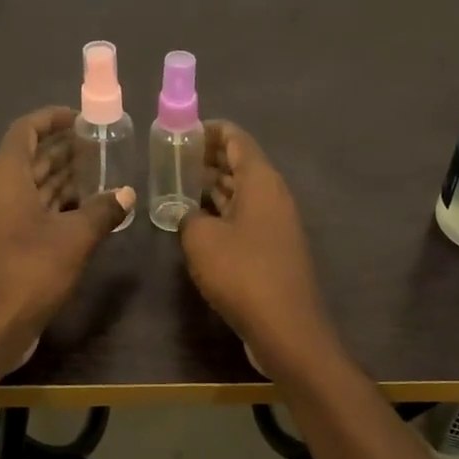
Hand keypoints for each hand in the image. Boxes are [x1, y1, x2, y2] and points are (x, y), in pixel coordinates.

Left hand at [0, 107, 133, 378]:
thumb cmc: (28, 274)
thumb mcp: (74, 239)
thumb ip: (102, 211)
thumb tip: (126, 193)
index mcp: (5, 179)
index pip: (25, 131)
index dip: (51, 119)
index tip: (81, 118)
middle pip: (29, 158)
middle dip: (62, 149)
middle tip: (100, 147)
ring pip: (30, 187)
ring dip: (61, 178)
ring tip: (98, 174)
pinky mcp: (0, 246)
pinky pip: (29, 212)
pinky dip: (54, 205)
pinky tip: (83, 213)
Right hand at [178, 121, 335, 367]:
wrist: (286, 328)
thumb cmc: (243, 274)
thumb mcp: (202, 240)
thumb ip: (188, 216)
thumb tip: (187, 214)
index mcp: (261, 181)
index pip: (236, 138)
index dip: (209, 130)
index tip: (181, 130)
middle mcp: (273, 196)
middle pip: (240, 164)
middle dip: (207, 157)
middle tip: (172, 157)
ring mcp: (275, 224)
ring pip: (241, 192)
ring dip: (212, 186)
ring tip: (177, 183)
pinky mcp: (272, 249)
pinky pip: (243, 218)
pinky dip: (221, 212)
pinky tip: (196, 221)